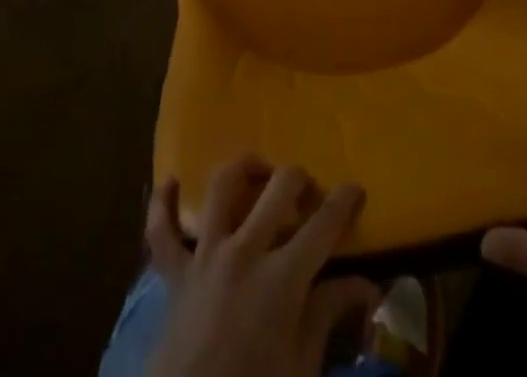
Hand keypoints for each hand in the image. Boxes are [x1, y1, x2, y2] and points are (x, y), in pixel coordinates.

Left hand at [144, 157, 378, 376]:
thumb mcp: (301, 366)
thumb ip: (327, 314)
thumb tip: (366, 285)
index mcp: (282, 278)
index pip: (324, 224)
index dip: (345, 200)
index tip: (356, 190)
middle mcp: (244, 251)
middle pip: (279, 186)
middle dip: (300, 179)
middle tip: (308, 195)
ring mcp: (205, 256)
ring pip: (223, 186)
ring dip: (245, 169)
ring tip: (259, 172)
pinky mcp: (175, 273)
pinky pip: (160, 230)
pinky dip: (163, 203)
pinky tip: (171, 182)